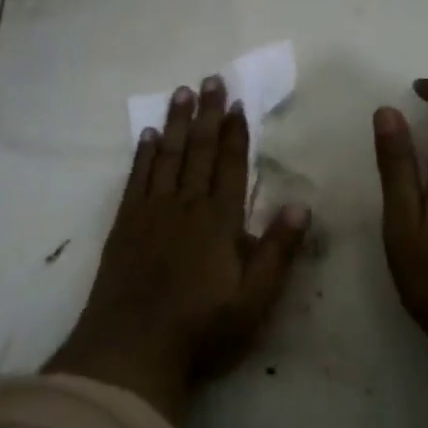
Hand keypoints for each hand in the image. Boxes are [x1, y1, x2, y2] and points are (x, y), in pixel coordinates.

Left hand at [47, 77, 309, 422]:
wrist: (132, 349)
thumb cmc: (201, 328)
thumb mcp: (254, 299)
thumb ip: (278, 251)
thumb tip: (302, 205)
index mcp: (218, 220)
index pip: (230, 165)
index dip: (234, 133)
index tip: (236, 102)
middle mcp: (185, 204)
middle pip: (198, 150)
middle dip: (207, 113)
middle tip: (210, 79)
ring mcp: (151, 211)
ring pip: (167, 155)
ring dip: (176, 122)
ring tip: (181, 92)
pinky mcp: (125, 223)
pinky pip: (137, 177)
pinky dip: (144, 154)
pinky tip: (148, 135)